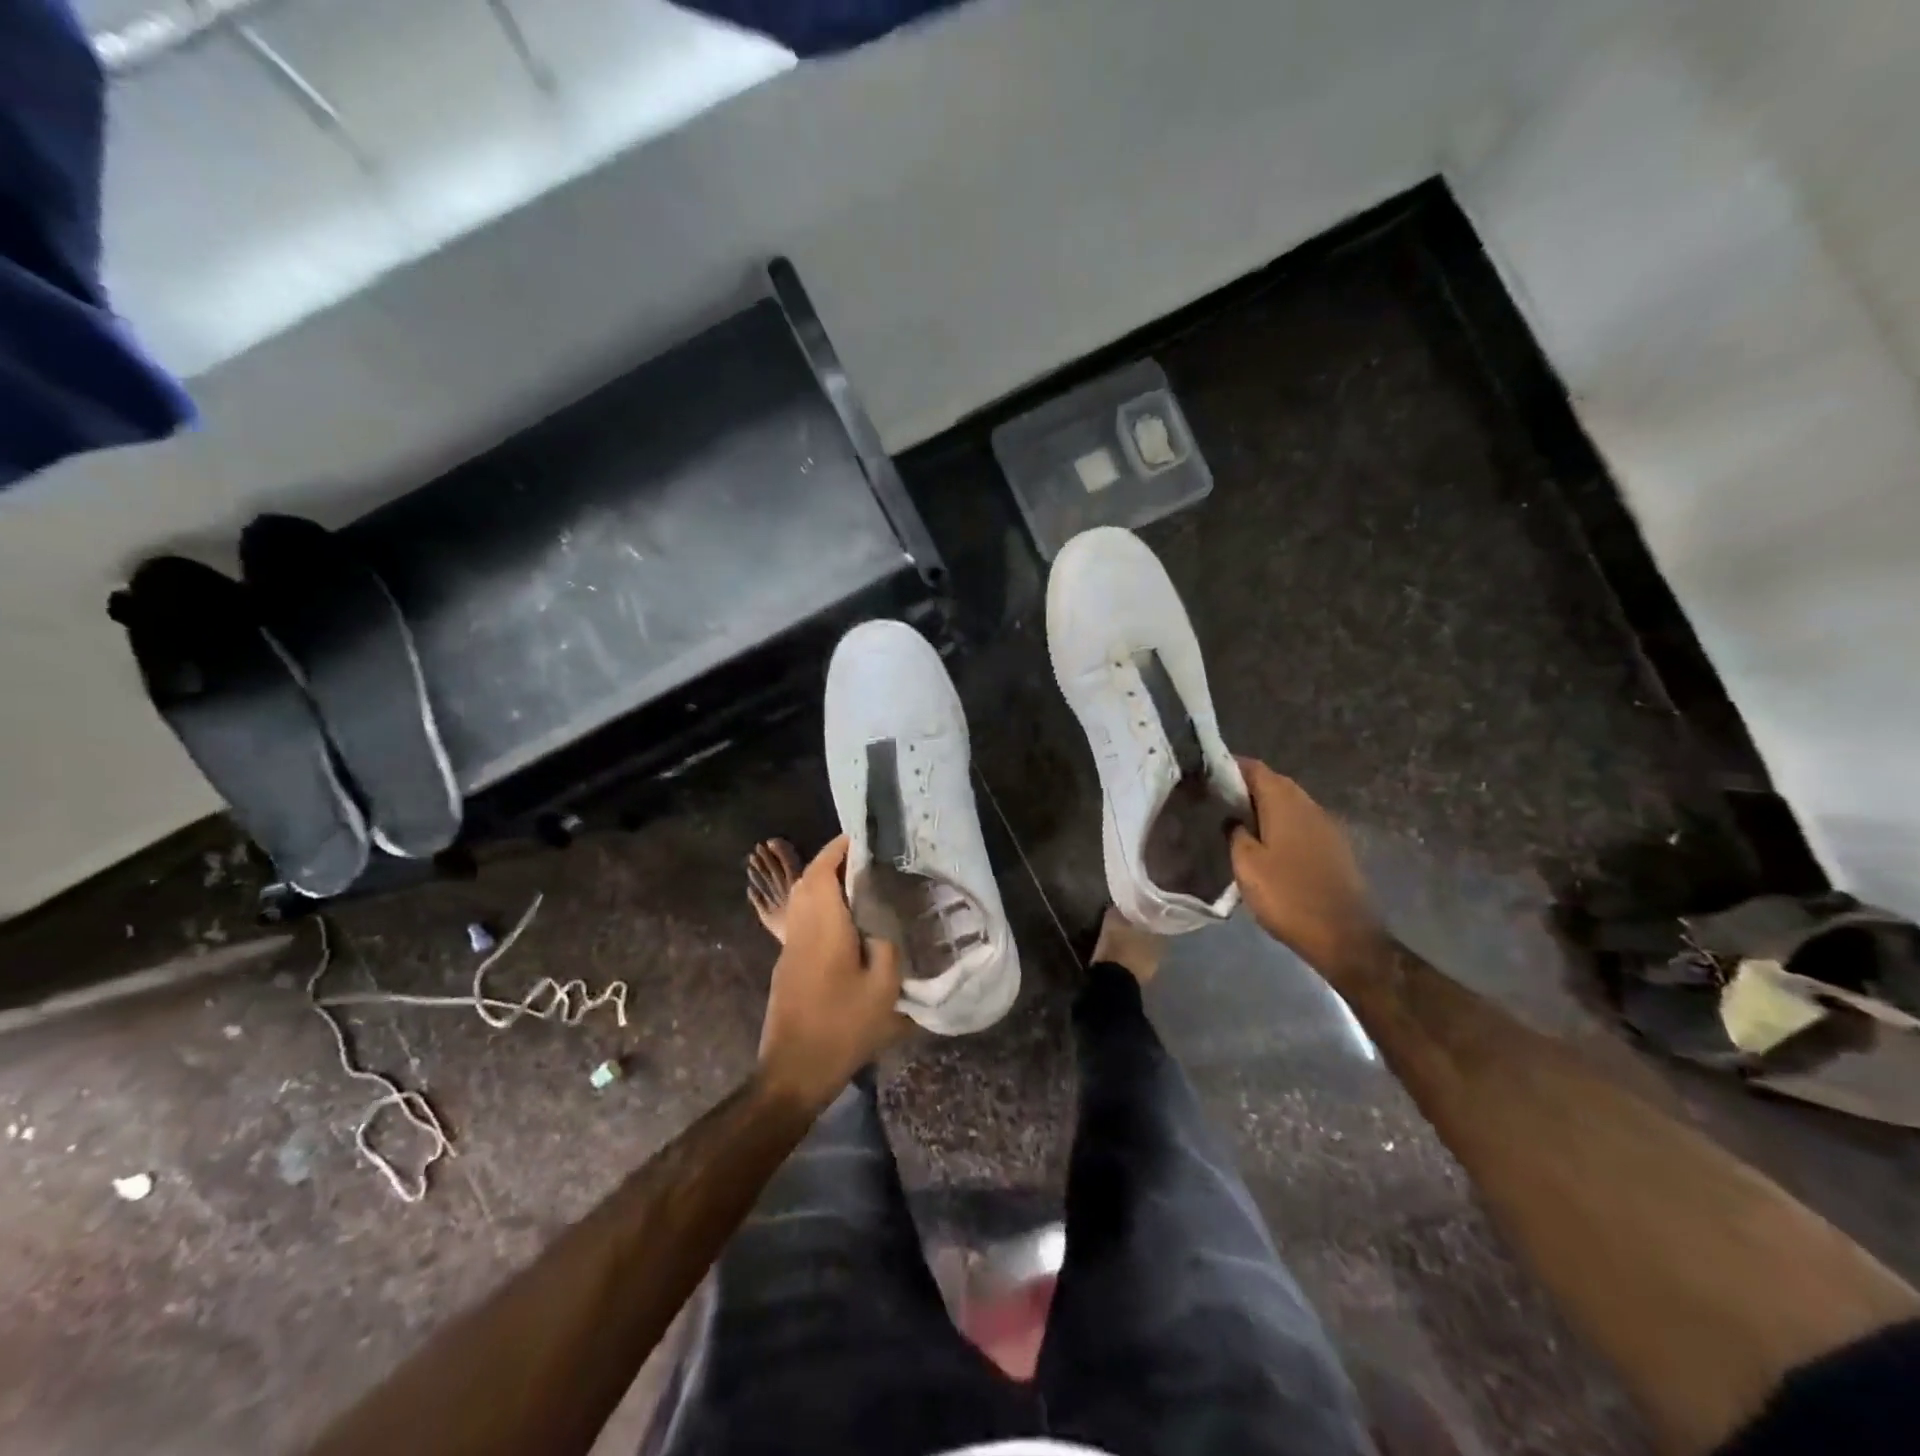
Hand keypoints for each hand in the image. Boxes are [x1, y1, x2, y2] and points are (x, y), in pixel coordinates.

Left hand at [758, 836, 907, 1109]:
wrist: (793, 1070)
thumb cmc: (841, 1026)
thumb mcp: (883, 987)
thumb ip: (887, 946)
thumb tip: (882, 925)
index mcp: (823, 925)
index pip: (822, 871)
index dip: (838, 849)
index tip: (860, 837)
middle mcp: (801, 928)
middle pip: (807, 881)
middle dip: (831, 862)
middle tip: (865, 859)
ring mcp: (790, 947)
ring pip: (801, 900)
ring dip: (824, 883)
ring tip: (859, 884)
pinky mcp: (788, 964)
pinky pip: (802, 919)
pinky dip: (821, 905)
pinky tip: (846, 921)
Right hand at [1229, 757, 1379, 974]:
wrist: (1344, 936)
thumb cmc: (1287, 896)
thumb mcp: (1246, 865)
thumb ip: (1235, 833)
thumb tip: (1233, 818)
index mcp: (1285, 802)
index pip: (1255, 768)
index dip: (1229, 767)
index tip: (1205, 775)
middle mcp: (1309, 805)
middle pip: (1274, 783)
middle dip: (1246, 788)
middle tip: (1216, 800)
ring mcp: (1326, 826)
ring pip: (1289, 804)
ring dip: (1264, 807)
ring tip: (1236, 822)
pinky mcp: (1334, 847)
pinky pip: (1300, 824)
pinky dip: (1280, 825)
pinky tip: (1265, 844)